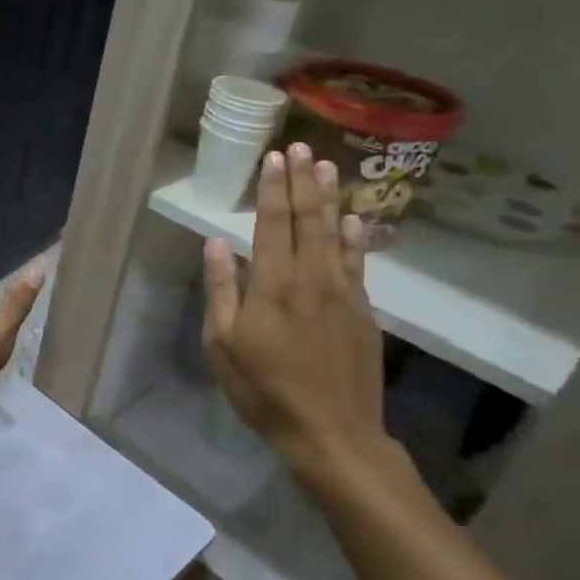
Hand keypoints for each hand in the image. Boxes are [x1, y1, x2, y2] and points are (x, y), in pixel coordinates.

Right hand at [202, 143, 404, 490]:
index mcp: (273, 285)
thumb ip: (221, 290)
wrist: (332, 432)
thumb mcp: (223, 344)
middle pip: (308, 220)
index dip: (273, 188)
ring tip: (327, 167)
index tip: (274, 157)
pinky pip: (358, 263)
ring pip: (337, 234)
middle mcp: (312, 278)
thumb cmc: (264, 389)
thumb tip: (217, 243)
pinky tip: (355, 219)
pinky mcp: (363, 312)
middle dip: (302, 182)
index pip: (273, 224)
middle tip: (301, 147)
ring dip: (330, 198)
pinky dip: (356, 237)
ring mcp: (343, 294)